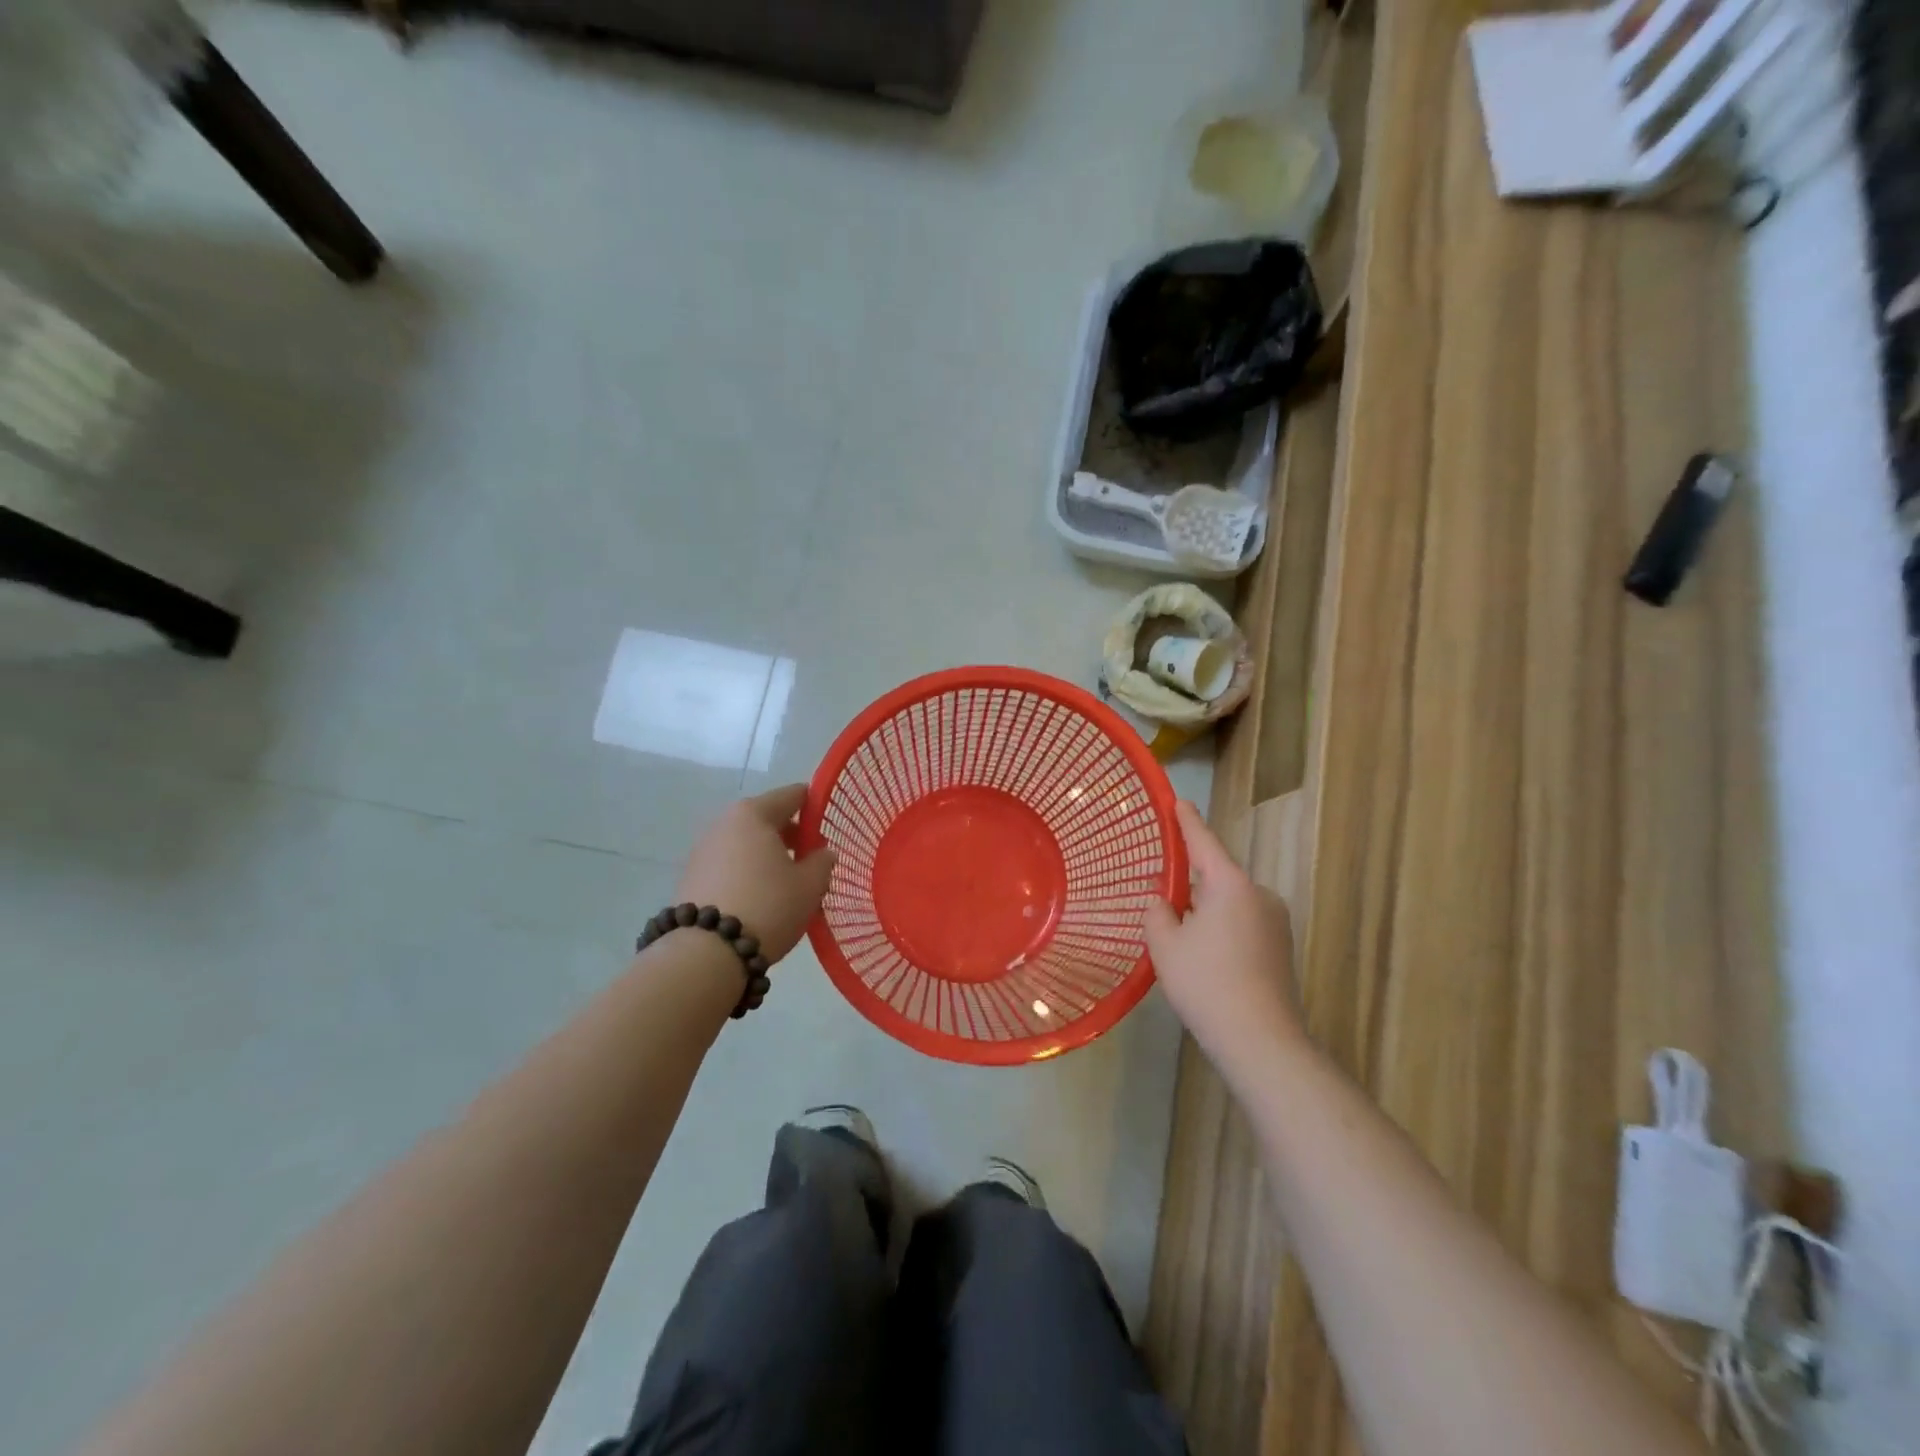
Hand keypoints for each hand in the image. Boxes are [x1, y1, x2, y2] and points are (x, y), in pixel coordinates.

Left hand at [675, 786, 836, 964]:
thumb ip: (822, 862)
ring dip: (767, 856)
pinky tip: (760, 899)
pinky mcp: (691, 878)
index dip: (815, 807)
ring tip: (787, 884)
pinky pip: (729, 865)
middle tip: (812, 860)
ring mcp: (703, 850)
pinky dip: (747, 873)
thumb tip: (823, 852)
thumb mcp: (810, 885)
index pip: (793, 795)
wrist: (706, 953)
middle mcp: (724, 823)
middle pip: (766, 819)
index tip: (831, 826)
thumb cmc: (767, 906)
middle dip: (791, 835)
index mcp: (753, 814)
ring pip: (746, 844)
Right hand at [1145, 800, 1302, 1077]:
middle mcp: (1259, 894)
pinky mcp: (1281, 949)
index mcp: (1230, 885)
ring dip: (1205, 911)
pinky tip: (1204, 959)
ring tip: (1180, 938)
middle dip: (1191, 884)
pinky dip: (1221, 931)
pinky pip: (1242, 925)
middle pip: (1217, 877)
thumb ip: (1157, 913)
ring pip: (1229, 904)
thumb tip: (1162, 902)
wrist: (1261, 1041)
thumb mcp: (1165, 946)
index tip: (1178, 800)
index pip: (1203, 842)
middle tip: (1162, 897)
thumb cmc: (1206, 983)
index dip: (1187, 821)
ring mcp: (1276, 922)